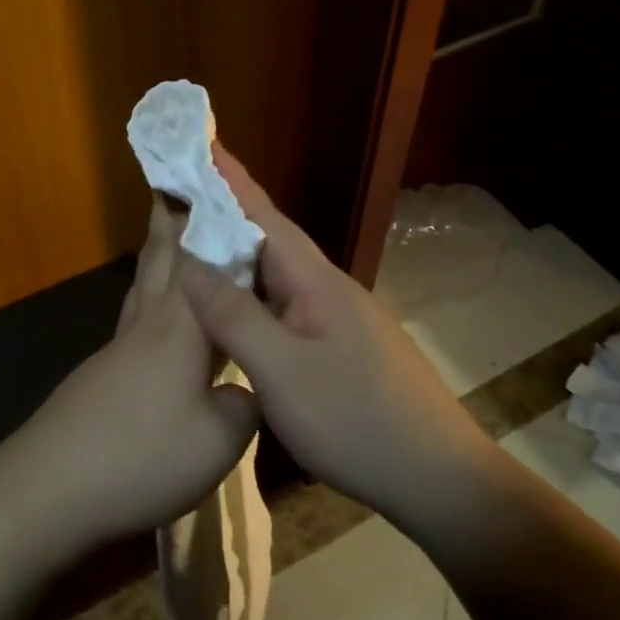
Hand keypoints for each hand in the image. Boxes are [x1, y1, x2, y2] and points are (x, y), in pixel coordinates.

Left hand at [4, 198, 258, 562]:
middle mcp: (146, 326)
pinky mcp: (99, 378)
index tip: (216, 186)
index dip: (210, 223)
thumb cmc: (142, 456)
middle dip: (171, 221)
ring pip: (141, 288)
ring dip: (156, 258)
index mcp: (180, 328)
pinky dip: (150, 302)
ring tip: (168, 239)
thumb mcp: (219, 440)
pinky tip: (156, 323)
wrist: (48, 489)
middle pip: (159, 260)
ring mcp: (116, 351)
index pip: (200, 260)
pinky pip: (134, 322)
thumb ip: (245, 405)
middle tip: (176, 189)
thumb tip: (244, 389)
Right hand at [176, 146, 488, 528]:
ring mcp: (339, 321)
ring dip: (238, 257)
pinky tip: (237, 311)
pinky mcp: (341, 349)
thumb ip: (235, 316)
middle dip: (226, 214)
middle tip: (182, 194)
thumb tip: (190, 261)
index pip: (264, 216)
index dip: (229, 180)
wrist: (437, 478)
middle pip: (270, 242)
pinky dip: (253, 297)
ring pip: (277, 277)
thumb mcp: (283, 372)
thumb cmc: (356, 421)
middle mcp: (328, 290)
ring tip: (197, 246)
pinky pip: (285, 307)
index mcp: (316, 283)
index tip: (200, 141)